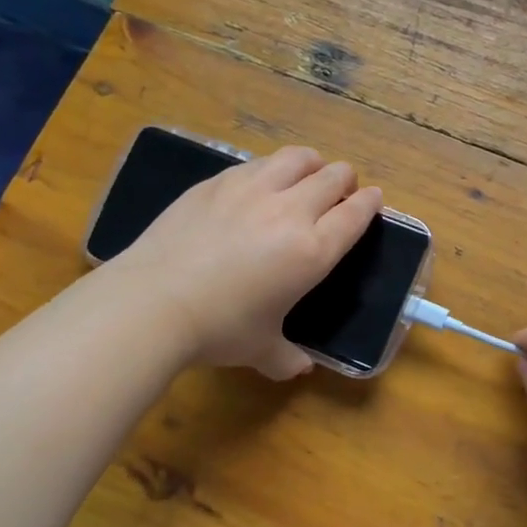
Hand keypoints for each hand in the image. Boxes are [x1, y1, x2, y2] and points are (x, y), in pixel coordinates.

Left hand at [111, 145, 381, 378]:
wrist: (153, 302)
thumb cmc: (218, 329)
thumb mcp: (260, 349)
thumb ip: (286, 357)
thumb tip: (299, 368)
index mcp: (313, 251)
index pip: (355, 213)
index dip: (370, 202)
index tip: (373, 199)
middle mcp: (291, 211)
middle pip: (334, 176)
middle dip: (345, 180)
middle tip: (340, 192)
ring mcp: (252, 189)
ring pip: (298, 158)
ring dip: (311, 165)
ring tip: (305, 176)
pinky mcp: (217, 181)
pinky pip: (257, 163)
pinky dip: (270, 170)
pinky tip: (259, 185)